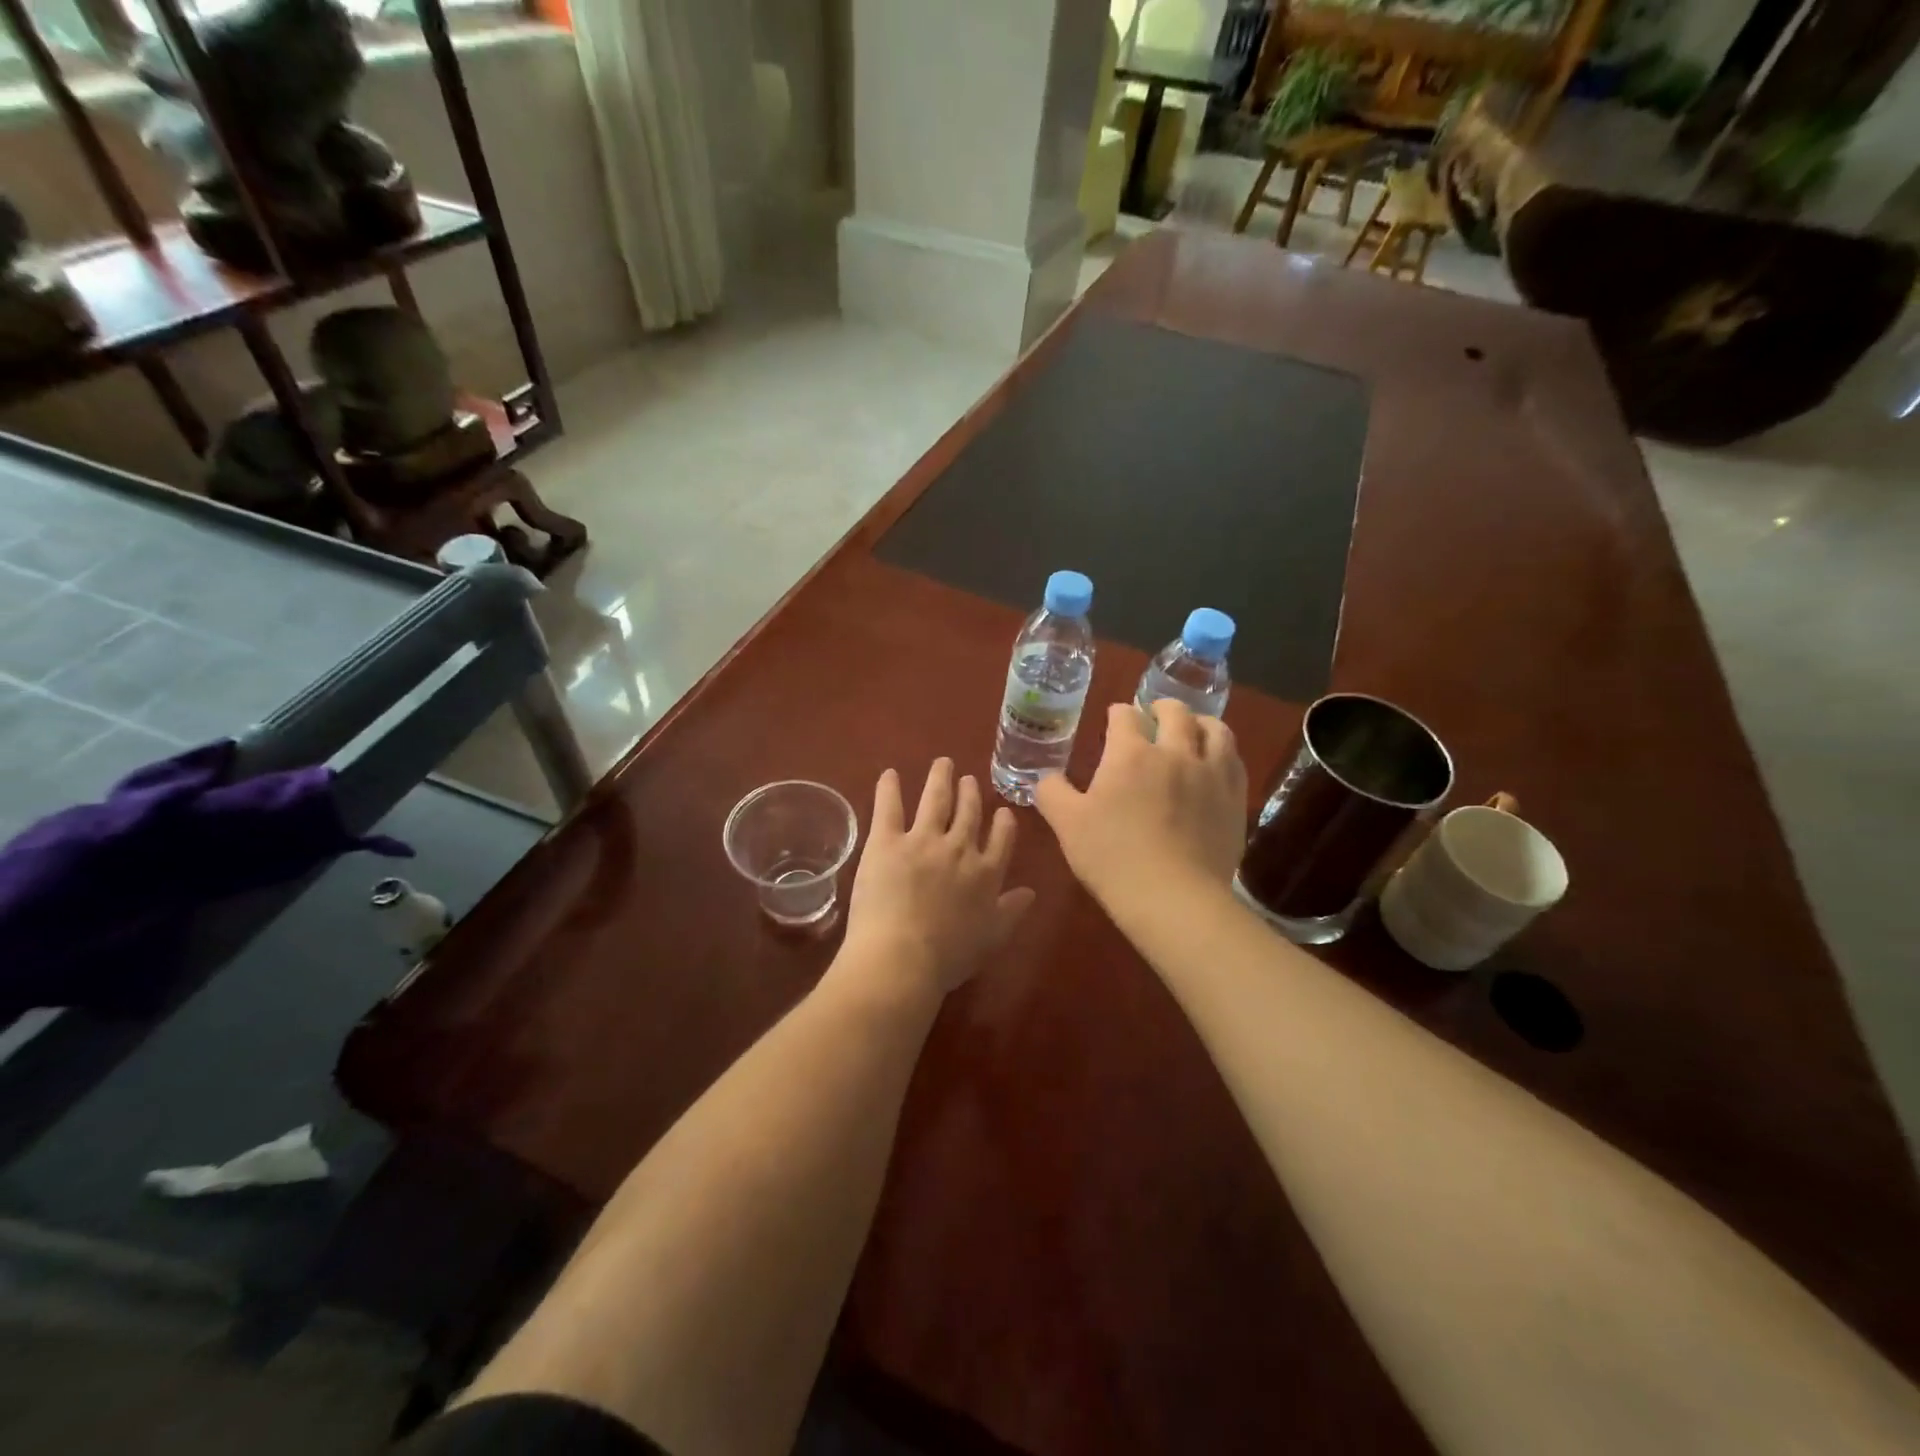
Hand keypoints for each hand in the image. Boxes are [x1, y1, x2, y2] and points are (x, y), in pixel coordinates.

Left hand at [841, 759, 1036, 997]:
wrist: (903, 957)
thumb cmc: (949, 957)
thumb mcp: (992, 938)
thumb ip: (1011, 911)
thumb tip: (1030, 892)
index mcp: (986, 873)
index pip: (1001, 839)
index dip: (1002, 823)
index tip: (1001, 811)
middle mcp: (959, 848)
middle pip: (969, 813)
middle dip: (971, 793)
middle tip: (969, 779)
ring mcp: (922, 840)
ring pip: (936, 800)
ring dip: (941, 779)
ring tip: (942, 764)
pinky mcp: (886, 841)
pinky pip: (889, 807)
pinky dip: (889, 788)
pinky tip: (889, 774)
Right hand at [1035, 700, 1247, 908]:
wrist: (1173, 898)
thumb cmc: (1112, 857)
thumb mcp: (1067, 824)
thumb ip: (1052, 792)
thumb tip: (1047, 777)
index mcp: (1130, 754)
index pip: (1124, 716)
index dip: (1117, 714)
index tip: (1113, 719)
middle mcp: (1175, 752)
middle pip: (1175, 712)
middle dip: (1161, 707)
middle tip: (1154, 715)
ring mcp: (1210, 774)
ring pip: (1214, 729)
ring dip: (1200, 722)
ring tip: (1192, 729)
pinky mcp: (1234, 799)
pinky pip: (1234, 761)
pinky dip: (1222, 752)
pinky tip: (1215, 763)